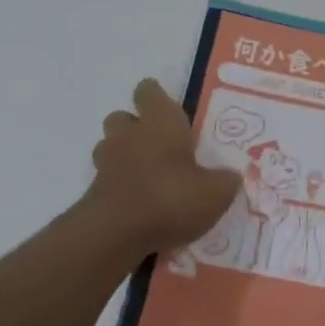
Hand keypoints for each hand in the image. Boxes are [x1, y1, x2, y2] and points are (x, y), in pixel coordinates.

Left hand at [85, 79, 239, 256]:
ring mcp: (106, 163)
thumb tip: (232, 176)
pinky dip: (118, 187)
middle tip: (159, 147)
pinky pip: (106, 180)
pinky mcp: (92, 192)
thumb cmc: (170, 198)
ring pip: (109, 147)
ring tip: (146, 176)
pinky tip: (138, 206)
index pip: (148, 91)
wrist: (115, 235)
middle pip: (122, 117)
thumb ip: (225, 181)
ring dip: (123, 156)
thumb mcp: (214, 193)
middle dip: (135, 127)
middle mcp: (130, 134)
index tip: (170, 111)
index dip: (156, 97)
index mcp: (160, 122)